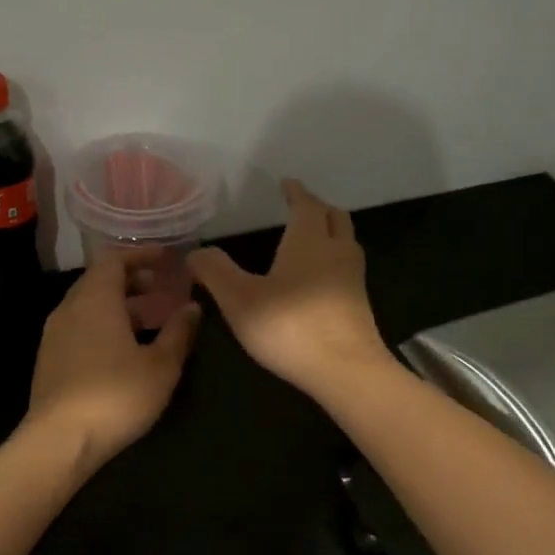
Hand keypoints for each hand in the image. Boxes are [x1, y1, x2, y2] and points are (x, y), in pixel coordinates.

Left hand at [23, 250, 201, 472]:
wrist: (60, 441)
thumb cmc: (116, 396)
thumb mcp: (161, 366)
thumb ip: (179, 332)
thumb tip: (192, 306)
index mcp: (95, 299)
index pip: (115, 260)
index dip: (141, 255)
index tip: (167, 259)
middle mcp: (69, 309)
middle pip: (99, 281)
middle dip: (132, 281)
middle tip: (162, 290)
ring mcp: (54, 335)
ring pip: (89, 307)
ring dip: (119, 306)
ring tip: (149, 322)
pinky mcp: (50, 360)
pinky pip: (80, 328)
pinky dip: (103, 325)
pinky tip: (124, 350)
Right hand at [189, 180, 387, 397]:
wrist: (346, 371)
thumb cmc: (290, 327)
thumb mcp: (239, 299)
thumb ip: (215, 271)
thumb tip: (195, 252)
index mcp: (309, 241)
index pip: (306, 205)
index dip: (296, 193)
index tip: (287, 184)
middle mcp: (337, 252)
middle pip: (335, 218)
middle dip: (318, 209)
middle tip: (301, 207)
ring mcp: (353, 279)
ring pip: (346, 243)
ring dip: (331, 234)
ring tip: (311, 239)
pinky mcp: (359, 306)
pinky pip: (347, 269)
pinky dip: (334, 261)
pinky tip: (319, 280)